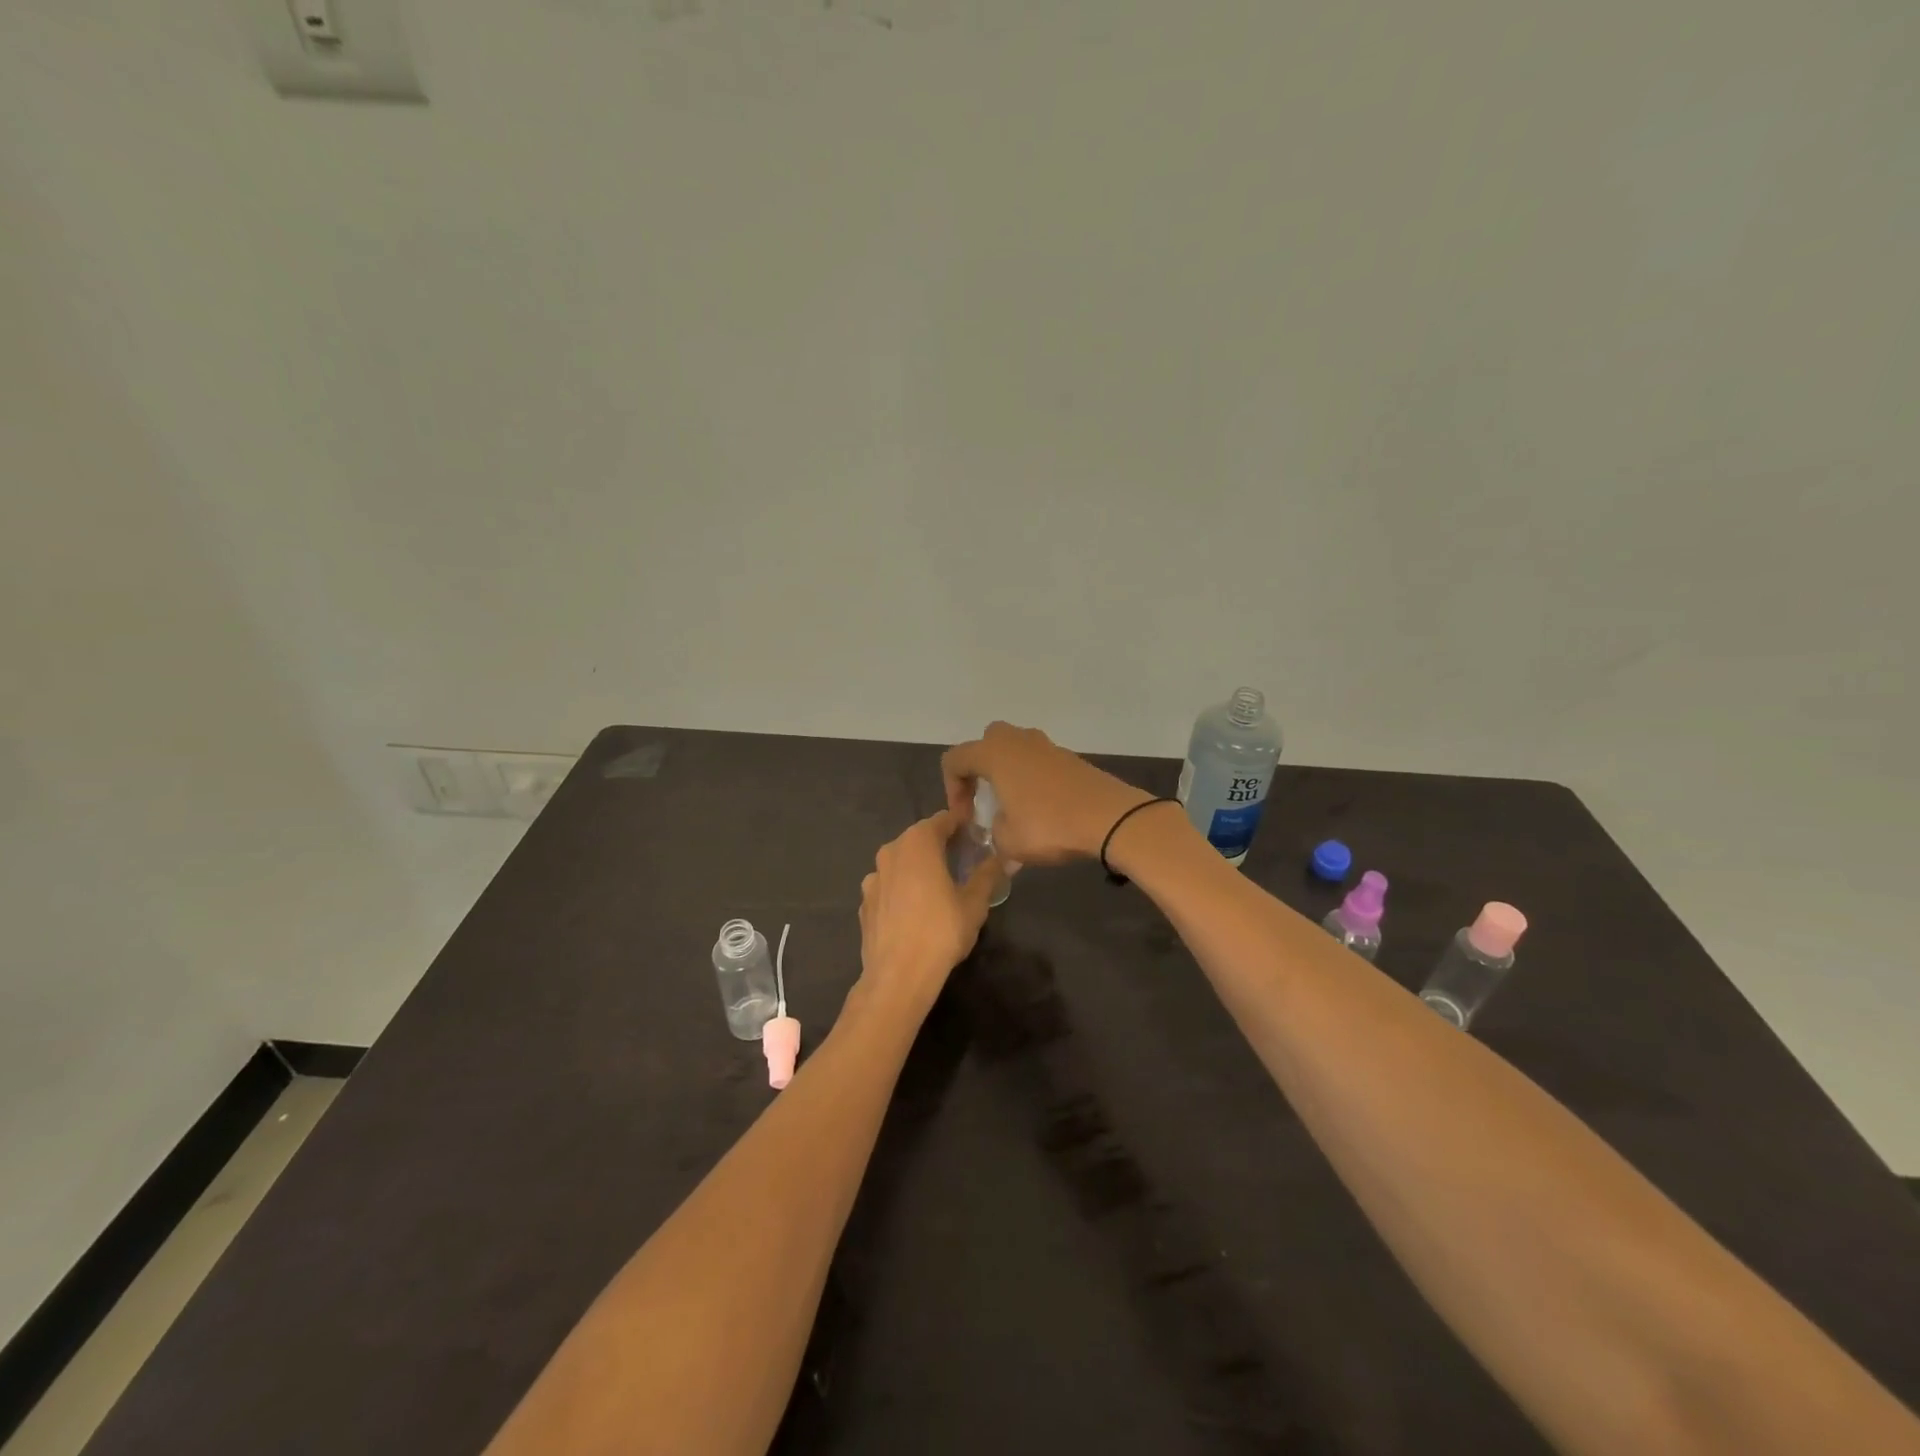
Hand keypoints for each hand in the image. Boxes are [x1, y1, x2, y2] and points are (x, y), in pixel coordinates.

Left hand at [857, 809, 997, 1011]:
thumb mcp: (975, 903)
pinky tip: (915, 910)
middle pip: (920, 838)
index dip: (962, 824)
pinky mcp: (864, 903)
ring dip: (919, 867)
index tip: (977, 833)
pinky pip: (889, 886)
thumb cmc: (941, 931)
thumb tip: (1007, 857)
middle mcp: (891, 851)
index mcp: (918, 843)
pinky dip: (902, 889)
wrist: (898, 976)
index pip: (944, 820)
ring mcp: (873, 877)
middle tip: (963, 859)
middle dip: (940, 844)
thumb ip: (989, 874)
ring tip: (939, 886)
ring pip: (901, 862)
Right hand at [941, 722, 1152, 864]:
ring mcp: (1047, 746)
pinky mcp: (1070, 758)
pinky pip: (1039, 762)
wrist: (1110, 818)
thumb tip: (1000, 834)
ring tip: (1013, 808)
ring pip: (1015, 750)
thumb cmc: (1049, 825)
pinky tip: (1041, 810)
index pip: (955, 759)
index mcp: (994, 754)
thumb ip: (994, 835)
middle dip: (979, 771)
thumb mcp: (1009, 841)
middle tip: (985, 801)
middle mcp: (1017, 741)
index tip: (966, 818)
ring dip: (1008, 774)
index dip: (952, 789)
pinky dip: (1032, 779)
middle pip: (986, 743)